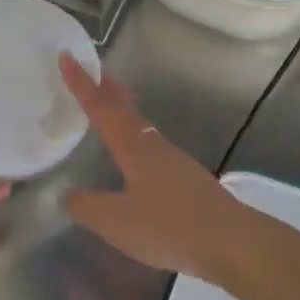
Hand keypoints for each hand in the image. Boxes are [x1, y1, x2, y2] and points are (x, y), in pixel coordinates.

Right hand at [59, 54, 276, 287]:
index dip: (82, 84)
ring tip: (112, 107)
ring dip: (125, 112)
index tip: (67, 57)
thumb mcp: (117, 222)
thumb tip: (70, 194)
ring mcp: (175, 162)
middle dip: (108, 89)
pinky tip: (138, 156)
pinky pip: (153, 147)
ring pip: (143, 127)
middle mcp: (155, 146)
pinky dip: (138, 137)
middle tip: (94, 71)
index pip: (102, 109)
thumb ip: (89, 207)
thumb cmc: (170, 227)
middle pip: (128, 110)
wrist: (232, 242)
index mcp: (135, 148)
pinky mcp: (187, 180)